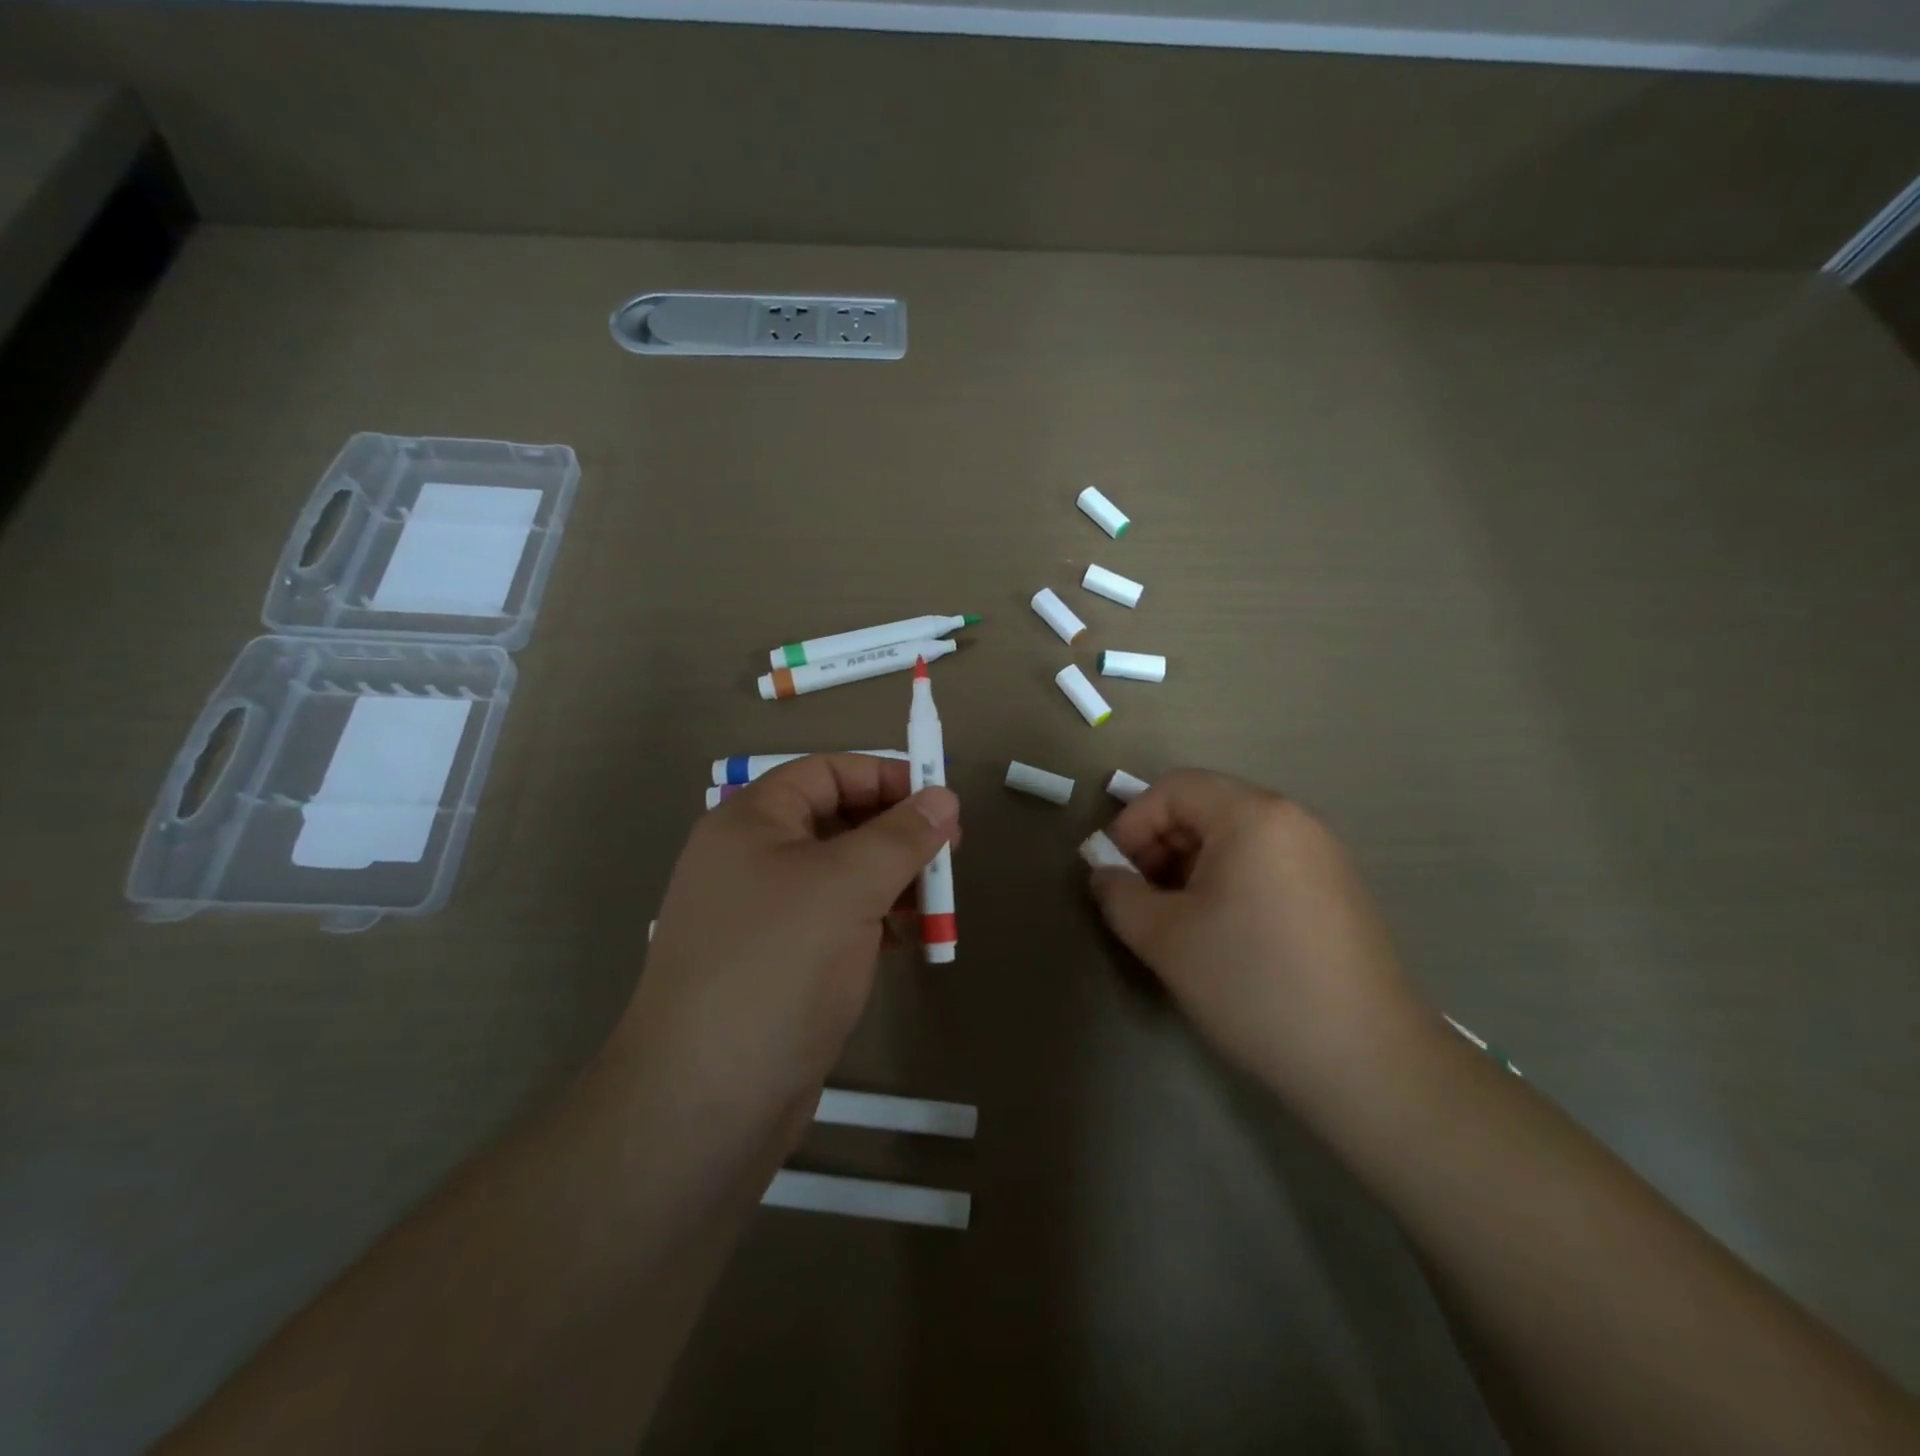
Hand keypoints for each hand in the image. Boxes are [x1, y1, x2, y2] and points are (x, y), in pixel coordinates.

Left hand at [615, 754, 959, 1139]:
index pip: (825, 773)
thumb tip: (943, 797)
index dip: (884, 778)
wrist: (707, 1099)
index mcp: (751, 822)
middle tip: (950, 853)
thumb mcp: (848, 886)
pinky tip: (909, 940)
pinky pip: (833, 921)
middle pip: (835, 822)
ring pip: (838, 876)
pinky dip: (873, 921)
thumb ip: (901, 836)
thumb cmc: (778, 965)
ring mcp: (760, 915)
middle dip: (895, 833)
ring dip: (891, 880)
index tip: (939, 801)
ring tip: (938, 901)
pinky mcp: (775, 964)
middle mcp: (750, 860)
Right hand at [1088, 770, 1422, 1099]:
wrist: (1367, 1062)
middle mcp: (1294, 820)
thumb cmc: (1253, 983)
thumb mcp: (1165, 938)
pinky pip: (1265, 864)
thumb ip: (1119, 895)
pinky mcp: (1336, 891)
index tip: (1113, 873)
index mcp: (1254, 815)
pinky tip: (1221, 934)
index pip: (1174, 788)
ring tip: (1176, 921)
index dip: (1131, 824)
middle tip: (1139, 900)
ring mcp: (1323, 855)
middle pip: (1206, 808)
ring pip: (1235, 838)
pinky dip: (1228, 883)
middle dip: (1159, 846)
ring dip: (1190, 867)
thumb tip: (1105, 875)